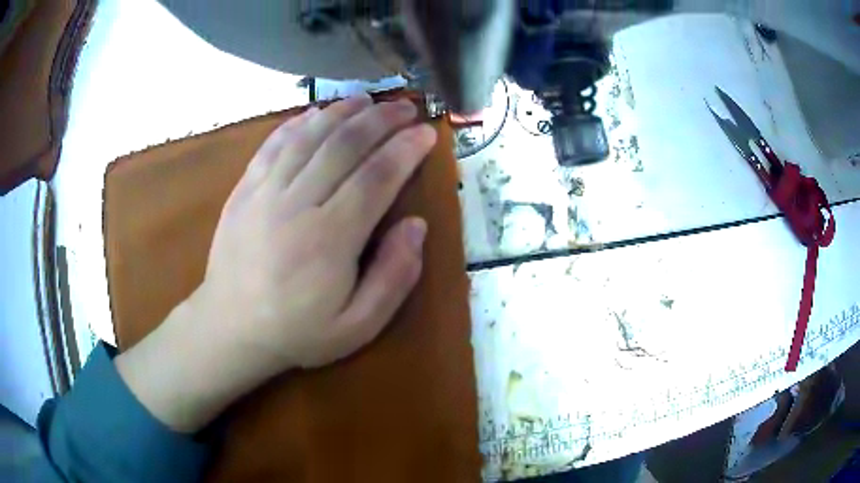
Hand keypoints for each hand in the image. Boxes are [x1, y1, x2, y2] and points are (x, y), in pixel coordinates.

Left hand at [115, 94, 437, 431]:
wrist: (230, 328)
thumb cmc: (297, 331)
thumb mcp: (357, 326)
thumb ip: (394, 277)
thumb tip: (416, 226)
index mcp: (330, 239)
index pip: (376, 177)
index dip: (405, 149)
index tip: (426, 132)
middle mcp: (297, 203)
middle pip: (344, 145)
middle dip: (380, 120)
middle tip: (405, 107)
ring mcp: (265, 191)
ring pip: (309, 137)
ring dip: (342, 112)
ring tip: (367, 100)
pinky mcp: (244, 189)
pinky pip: (273, 145)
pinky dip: (297, 124)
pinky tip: (315, 113)